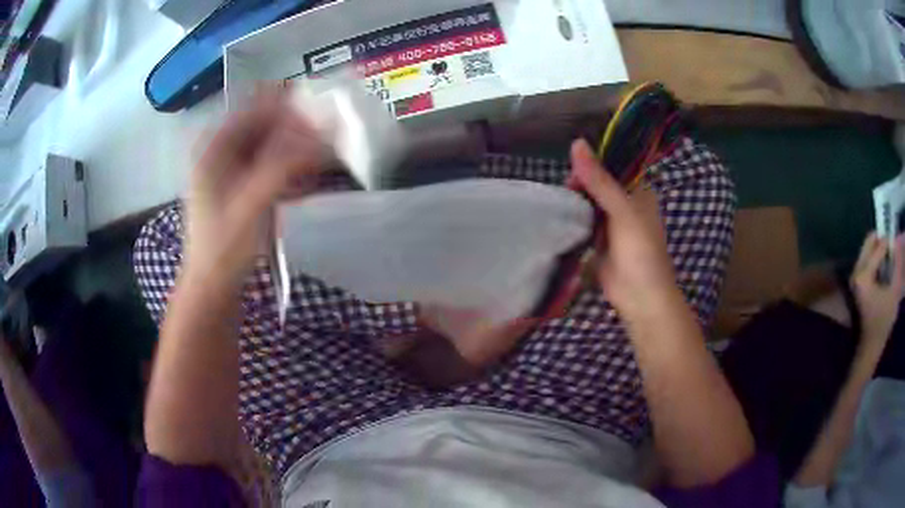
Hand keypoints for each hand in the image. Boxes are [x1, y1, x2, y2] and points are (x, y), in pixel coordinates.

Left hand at [185, 89, 328, 281]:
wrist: (212, 287)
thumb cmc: (225, 248)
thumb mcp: (253, 204)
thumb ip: (285, 166)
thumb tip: (324, 135)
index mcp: (214, 148)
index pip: (255, 109)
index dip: (289, 107)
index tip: (322, 114)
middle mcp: (221, 151)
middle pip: (264, 125)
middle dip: (296, 129)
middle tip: (329, 139)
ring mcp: (230, 170)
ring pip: (269, 145)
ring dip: (296, 149)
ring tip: (323, 159)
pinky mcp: (241, 188)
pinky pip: (269, 166)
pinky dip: (289, 169)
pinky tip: (307, 182)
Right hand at [567, 139, 678, 319]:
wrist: (640, 297)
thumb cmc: (640, 250)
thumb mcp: (622, 210)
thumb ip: (599, 179)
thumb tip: (577, 143)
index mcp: (638, 191)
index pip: (612, 166)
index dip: (592, 164)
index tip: (573, 171)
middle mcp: (625, 203)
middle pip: (597, 184)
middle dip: (581, 185)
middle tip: (566, 192)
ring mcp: (612, 223)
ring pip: (589, 203)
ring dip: (575, 202)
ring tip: (558, 203)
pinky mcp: (599, 241)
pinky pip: (584, 223)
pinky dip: (574, 219)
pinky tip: (559, 216)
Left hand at [851, 232, 904, 349]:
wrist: (870, 347)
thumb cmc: (883, 322)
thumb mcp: (895, 291)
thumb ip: (898, 264)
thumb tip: (900, 237)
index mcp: (864, 274)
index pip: (879, 245)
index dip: (890, 243)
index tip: (897, 243)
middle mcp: (856, 271)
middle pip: (870, 241)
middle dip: (882, 241)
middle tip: (893, 246)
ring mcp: (854, 276)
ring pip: (868, 249)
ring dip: (879, 249)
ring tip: (890, 257)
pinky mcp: (857, 282)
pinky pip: (867, 259)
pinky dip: (876, 258)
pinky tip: (885, 267)